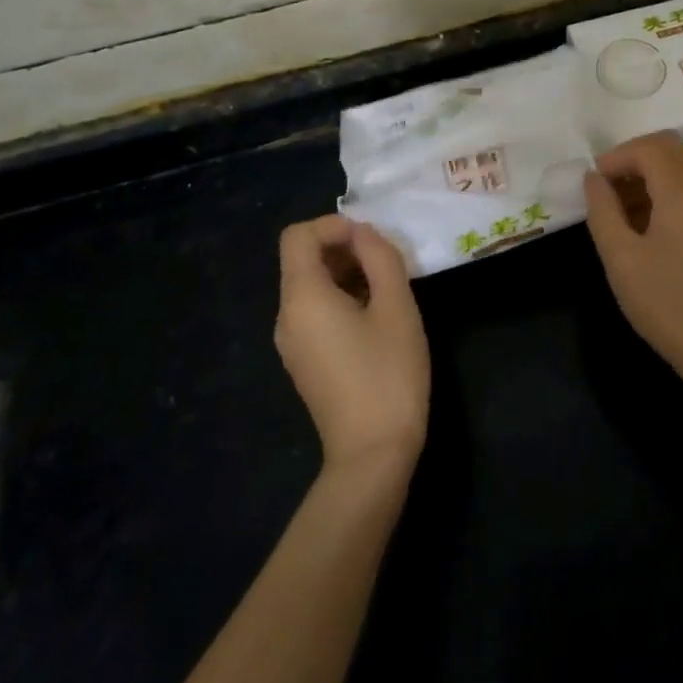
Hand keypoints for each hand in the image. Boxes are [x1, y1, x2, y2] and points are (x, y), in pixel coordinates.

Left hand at [276, 215, 430, 475]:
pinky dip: (340, 300)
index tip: (371, 241)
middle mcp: (286, 316)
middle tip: (387, 264)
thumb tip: (363, 233)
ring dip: (345, 275)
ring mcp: (291, 343)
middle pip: (302, 260)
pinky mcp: (303, 363)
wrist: (372, 456)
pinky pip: (314, 313)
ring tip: (387, 291)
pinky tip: (375, 320)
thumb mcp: (396, 307)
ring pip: (310, 287)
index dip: (333, 225)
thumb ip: (380, 257)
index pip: (298, 236)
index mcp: (302, 297)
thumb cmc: (388, 375)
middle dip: (344, 249)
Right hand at [583, 133, 682, 424]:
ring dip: (646, 177)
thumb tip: (593, 179)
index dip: (615, 157)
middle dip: (631, 161)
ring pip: (679, 168)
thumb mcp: (622, 260)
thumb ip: (602, 211)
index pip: (648, 147)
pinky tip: (642, 228)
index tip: (592, 185)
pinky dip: (662, 193)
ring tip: (616, 213)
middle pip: (667, 149)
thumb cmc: (671, 306)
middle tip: (603, 192)